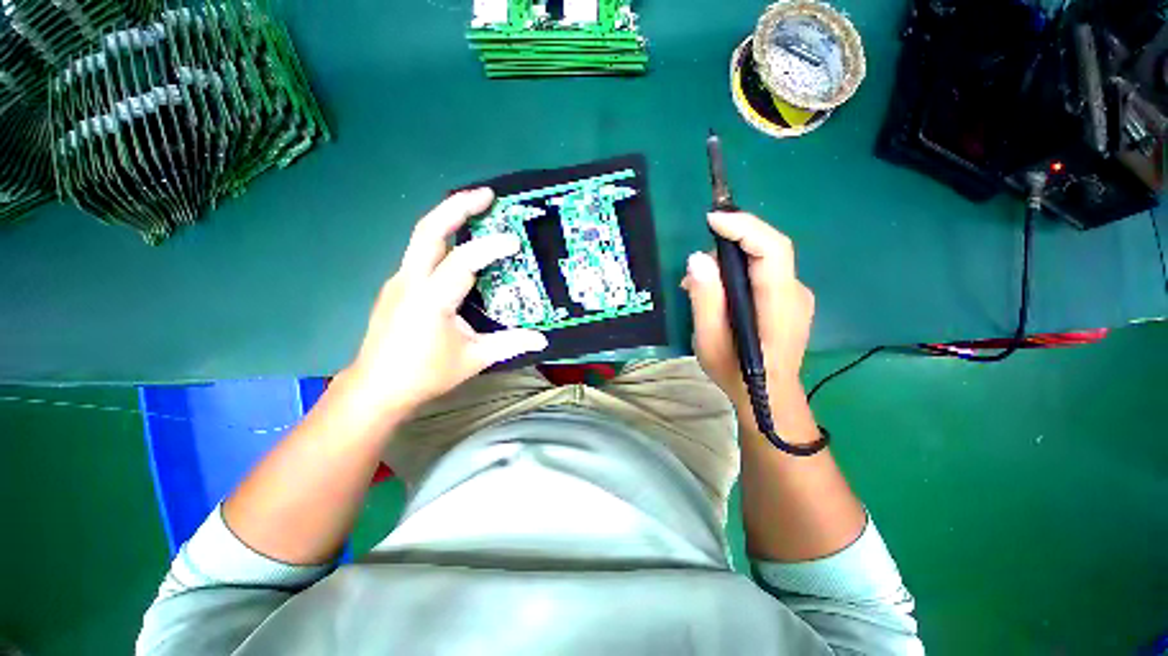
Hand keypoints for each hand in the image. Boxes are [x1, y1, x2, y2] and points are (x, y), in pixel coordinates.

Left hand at [344, 188, 547, 418]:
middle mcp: (410, 281)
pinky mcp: (397, 286)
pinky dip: (442, 239)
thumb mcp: (473, 360)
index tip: (515, 242)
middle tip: (487, 194)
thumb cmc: (425, 374)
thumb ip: (509, 344)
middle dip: (458, 206)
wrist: (376, 388)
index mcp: (430, 300)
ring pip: (421, 237)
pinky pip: (420, 253)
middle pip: (429, 230)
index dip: (490, 247)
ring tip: (476, 209)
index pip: (463, 261)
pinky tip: (460, 246)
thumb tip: (542, 339)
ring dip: (448, 218)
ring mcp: (399, 280)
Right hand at [682, 212, 814, 417]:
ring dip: (730, 261)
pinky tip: (718, 293)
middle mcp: (796, 292)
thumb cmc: (736, 373)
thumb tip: (697, 259)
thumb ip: (706, 299)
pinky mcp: (789, 300)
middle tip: (698, 264)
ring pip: (763, 261)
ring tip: (700, 285)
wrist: (768, 397)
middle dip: (731, 243)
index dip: (743, 227)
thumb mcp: (710, 340)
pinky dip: (738, 273)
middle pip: (768, 249)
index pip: (771, 248)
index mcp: (779, 303)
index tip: (711, 219)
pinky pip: (764, 274)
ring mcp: (797, 296)